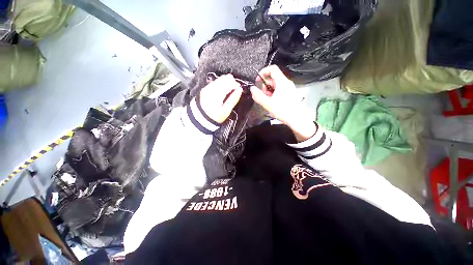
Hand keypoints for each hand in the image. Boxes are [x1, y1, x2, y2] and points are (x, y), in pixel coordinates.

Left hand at [199, 74, 242, 123]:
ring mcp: (207, 88)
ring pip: (219, 79)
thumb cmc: (215, 117)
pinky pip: (215, 82)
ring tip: (230, 90)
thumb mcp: (226, 111)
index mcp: (217, 95)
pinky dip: (221, 84)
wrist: (201, 118)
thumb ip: (233, 100)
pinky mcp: (205, 89)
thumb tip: (239, 90)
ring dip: (227, 82)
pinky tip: (223, 90)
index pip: (228, 83)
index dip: (235, 84)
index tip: (239, 88)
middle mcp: (211, 89)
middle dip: (231, 82)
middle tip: (235, 89)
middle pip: (224, 79)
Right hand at [250, 65, 315, 141]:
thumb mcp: (268, 104)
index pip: (273, 69)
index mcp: (282, 82)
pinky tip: (273, 102)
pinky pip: (280, 89)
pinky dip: (274, 93)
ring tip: (268, 100)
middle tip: (263, 95)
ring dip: (269, 90)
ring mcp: (289, 88)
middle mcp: (287, 83)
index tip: (258, 80)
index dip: (263, 72)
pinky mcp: (290, 93)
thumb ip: (258, 96)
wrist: (296, 119)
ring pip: (276, 84)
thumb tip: (252, 89)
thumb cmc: (283, 110)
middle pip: (273, 78)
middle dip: (265, 85)